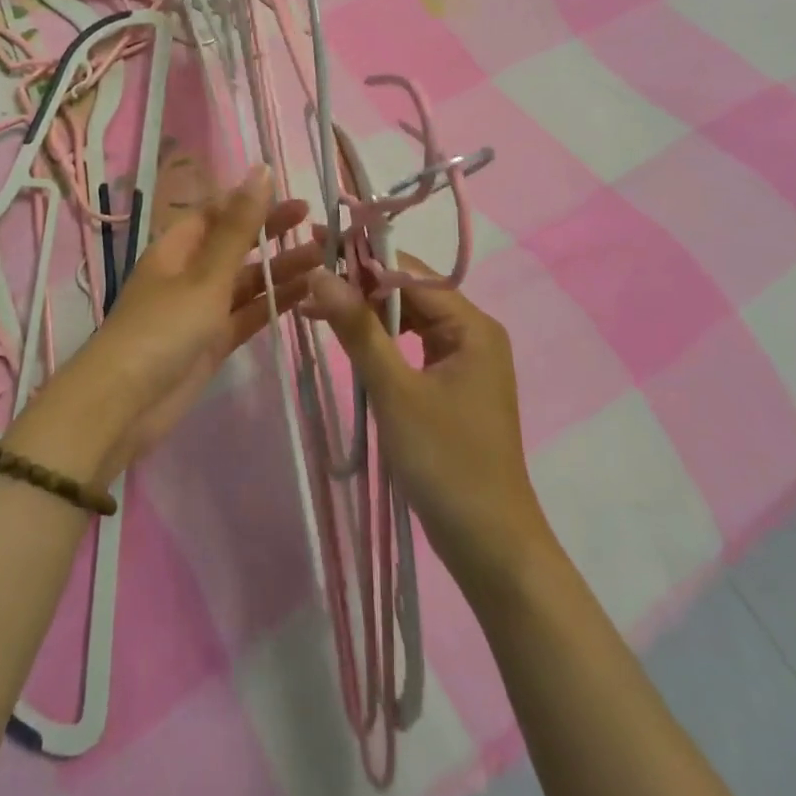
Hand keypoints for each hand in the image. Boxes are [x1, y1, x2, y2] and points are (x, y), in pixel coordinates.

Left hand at [22, 165, 320, 482]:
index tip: (292, 196)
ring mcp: (200, 310)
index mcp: (177, 248)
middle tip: (318, 223)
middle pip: (235, 245)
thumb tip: (260, 170)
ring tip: (324, 259)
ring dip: (279, 270)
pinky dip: (272, 304)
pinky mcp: (212, 343)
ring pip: (245, 282)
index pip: (217, 213)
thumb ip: (238, 228)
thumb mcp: (204, 275)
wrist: (125, 404)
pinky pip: (247, 315)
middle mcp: (189, 273)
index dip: (252, 202)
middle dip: (271, 234)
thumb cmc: (162, 328)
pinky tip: (306, 294)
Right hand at [304, 258, 547, 604]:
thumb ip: (358, 329)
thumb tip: (321, 272)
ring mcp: (461, 361)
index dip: (361, 260)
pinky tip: (343, 340)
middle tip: (306, 282)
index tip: (313, 251)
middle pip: (407, 293)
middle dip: (357, 287)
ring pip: (405, 320)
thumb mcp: (395, 391)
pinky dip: (376, 342)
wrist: (489, 545)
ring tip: (313, 308)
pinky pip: (408, 348)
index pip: (409, 272)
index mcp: (471, 326)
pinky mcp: (448, 386)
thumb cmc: (446, 462)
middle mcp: (471, 334)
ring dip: (363, 314)